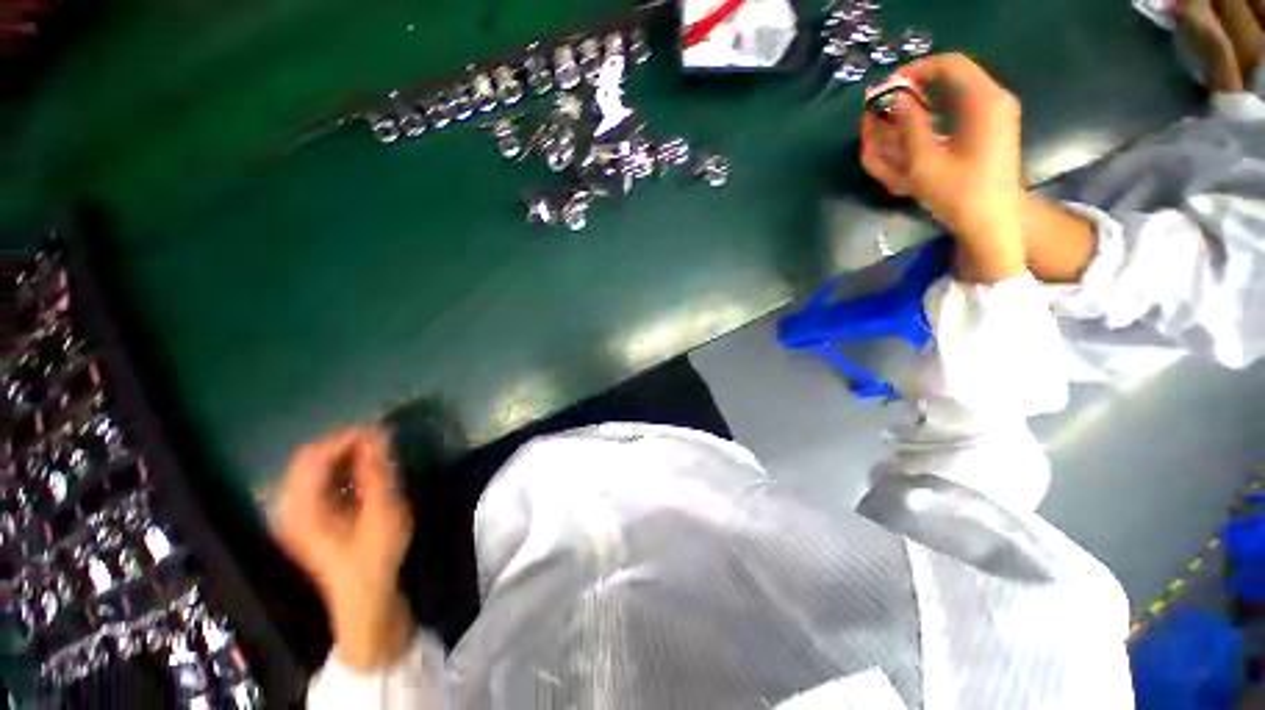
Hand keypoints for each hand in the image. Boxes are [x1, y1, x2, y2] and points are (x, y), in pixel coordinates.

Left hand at [273, 426, 414, 669]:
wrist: (365, 600)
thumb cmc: (374, 558)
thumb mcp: (382, 512)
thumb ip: (377, 472)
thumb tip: (379, 435)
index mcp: (301, 509)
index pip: (314, 457)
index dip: (346, 438)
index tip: (380, 430)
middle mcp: (289, 508)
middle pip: (309, 460)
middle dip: (345, 444)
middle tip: (379, 440)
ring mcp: (296, 515)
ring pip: (313, 470)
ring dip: (343, 456)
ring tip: (375, 453)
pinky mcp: (307, 520)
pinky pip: (318, 483)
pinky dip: (340, 470)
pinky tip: (363, 474)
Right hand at [860, 53, 1025, 281]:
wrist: (993, 222)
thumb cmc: (958, 194)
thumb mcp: (925, 162)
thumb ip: (909, 125)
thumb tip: (894, 98)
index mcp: (984, 101)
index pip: (948, 64)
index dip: (914, 71)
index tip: (887, 88)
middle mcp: (994, 99)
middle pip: (952, 75)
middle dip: (915, 87)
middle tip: (886, 104)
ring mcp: (997, 113)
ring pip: (955, 91)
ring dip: (923, 99)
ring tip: (895, 117)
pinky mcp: (993, 127)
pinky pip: (961, 106)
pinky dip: (936, 111)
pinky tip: (917, 127)